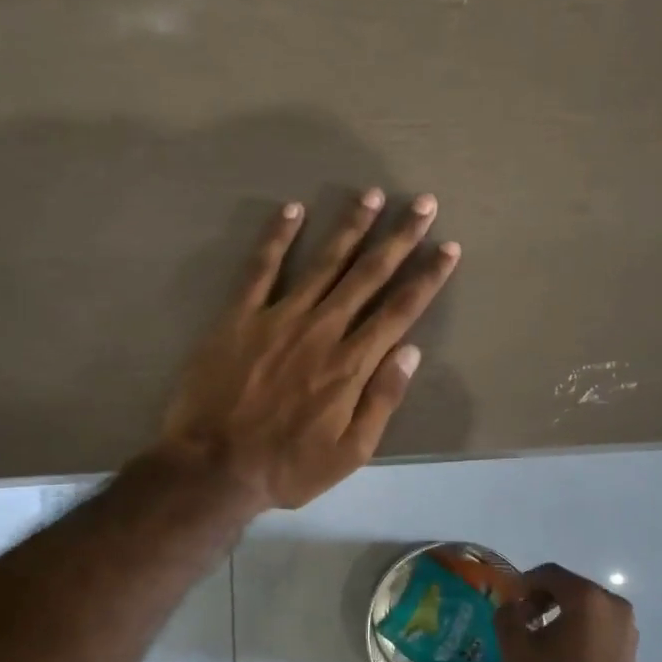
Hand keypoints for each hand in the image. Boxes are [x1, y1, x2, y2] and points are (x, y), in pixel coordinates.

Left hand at [160, 188, 459, 509]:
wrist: (214, 467)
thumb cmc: (288, 467)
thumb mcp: (351, 452)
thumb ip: (382, 399)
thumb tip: (410, 351)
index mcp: (352, 365)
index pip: (400, 310)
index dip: (427, 276)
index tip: (447, 247)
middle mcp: (322, 330)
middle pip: (368, 275)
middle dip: (398, 237)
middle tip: (421, 202)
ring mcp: (279, 318)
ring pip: (323, 262)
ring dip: (350, 226)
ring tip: (371, 195)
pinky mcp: (239, 317)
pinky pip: (260, 268)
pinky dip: (276, 237)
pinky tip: (293, 210)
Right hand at [494, 563, 644, 661]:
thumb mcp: (518, 652)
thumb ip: (506, 618)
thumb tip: (510, 606)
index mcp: (586, 597)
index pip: (548, 573)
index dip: (524, 584)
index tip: (510, 605)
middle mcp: (612, 602)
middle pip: (569, 586)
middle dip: (542, 598)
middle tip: (523, 622)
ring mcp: (626, 623)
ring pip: (585, 605)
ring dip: (560, 613)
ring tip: (542, 639)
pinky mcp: (631, 643)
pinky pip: (599, 622)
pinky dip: (579, 627)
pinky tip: (564, 653)